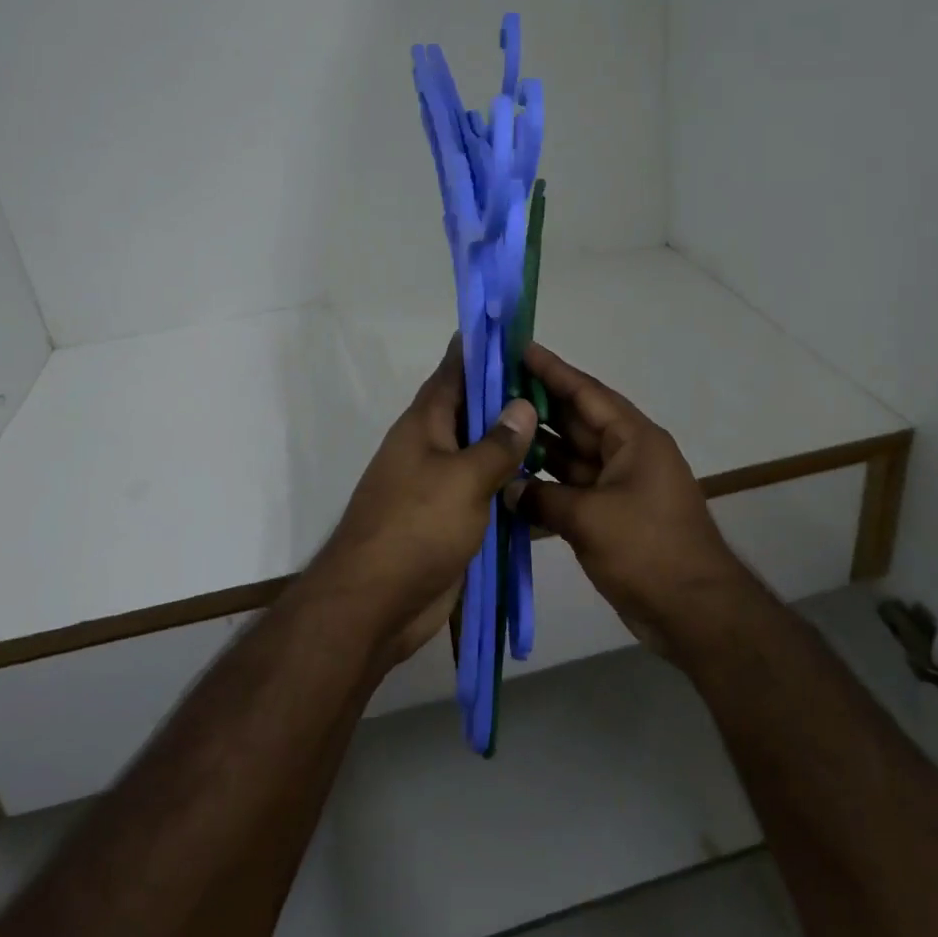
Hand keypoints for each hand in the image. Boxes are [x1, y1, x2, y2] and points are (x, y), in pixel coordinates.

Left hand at [317, 336, 537, 664]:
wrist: (376, 605)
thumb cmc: (416, 528)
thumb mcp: (463, 479)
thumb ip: (497, 444)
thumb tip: (522, 405)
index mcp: (425, 425)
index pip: (453, 372)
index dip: (481, 350)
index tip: (513, 331)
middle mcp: (431, 448)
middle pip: (473, 412)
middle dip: (509, 398)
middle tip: (556, 386)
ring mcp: (441, 487)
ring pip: (483, 455)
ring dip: (515, 446)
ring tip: (561, 431)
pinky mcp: (452, 522)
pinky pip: (488, 495)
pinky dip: (514, 490)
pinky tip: (548, 487)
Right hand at [507, 343, 756, 656]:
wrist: (694, 611)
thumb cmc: (648, 550)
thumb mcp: (591, 519)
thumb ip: (544, 499)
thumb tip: (509, 488)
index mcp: (634, 439)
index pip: (586, 393)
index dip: (553, 371)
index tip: (520, 349)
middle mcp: (627, 454)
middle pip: (577, 421)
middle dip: (538, 406)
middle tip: (494, 389)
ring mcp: (620, 486)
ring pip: (573, 456)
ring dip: (539, 447)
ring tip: (494, 429)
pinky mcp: (612, 515)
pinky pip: (574, 489)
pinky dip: (547, 485)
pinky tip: (512, 479)